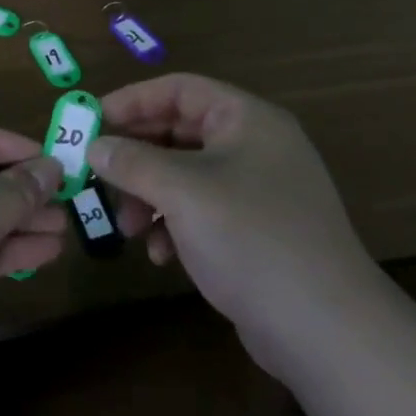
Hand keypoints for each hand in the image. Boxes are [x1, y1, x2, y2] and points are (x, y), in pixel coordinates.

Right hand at [88, 74, 380, 376]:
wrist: (323, 326)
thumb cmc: (250, 237)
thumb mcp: (182, 191)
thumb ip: (133, 161)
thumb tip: (95, 146)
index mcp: (247, 119)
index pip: (180, 89)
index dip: (133, 100)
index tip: (92, 121)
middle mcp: (255, 146)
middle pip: (180, 133)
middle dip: (137, 158)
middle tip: (99, 179)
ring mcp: (257, 190)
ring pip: (186, 176)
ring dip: (150, 196)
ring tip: (129, 229)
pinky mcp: (255, 230)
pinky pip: (202, 211)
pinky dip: (174, 225)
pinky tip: (161, 256)